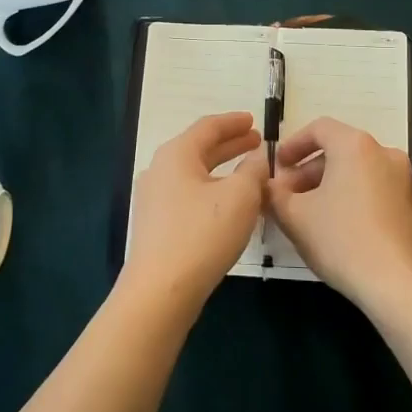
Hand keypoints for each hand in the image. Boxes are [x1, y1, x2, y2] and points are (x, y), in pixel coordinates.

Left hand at [122, 112, 268, 308]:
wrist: (161, 290)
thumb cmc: (202, 234)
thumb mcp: (240, 197)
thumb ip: (254, 171)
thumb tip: (257, 158)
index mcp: (177, 154)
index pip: (208, 127)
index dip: (234, 122)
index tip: (255, 121)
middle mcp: (160, 169)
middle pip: (199, 148)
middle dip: (230, 145)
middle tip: (256, 143)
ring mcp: (154, 198)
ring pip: (194, 174)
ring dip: (222, 170)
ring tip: (248, 174)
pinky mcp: (156, 225)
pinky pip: (188, 195)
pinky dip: (211, 190)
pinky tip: (228, 205)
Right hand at [268, 116, 411, 318]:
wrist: (397, 284)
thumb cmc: (341, 240)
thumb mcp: (294, 216)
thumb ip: (275, 193)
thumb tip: (270, 186)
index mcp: (355, 145)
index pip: (319, 128)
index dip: (293, 144)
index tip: (277, 166)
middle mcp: (383, 152)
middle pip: (338, 150)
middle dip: (307, 171)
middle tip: (286, 196)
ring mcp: (402, 178)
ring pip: (355, 170)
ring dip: (327, 185)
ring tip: (306, 214)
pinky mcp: (410, 203)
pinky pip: (372, 187)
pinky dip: (349, 196)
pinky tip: (334, 225)